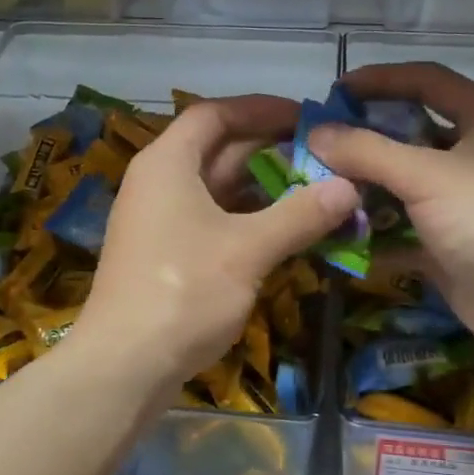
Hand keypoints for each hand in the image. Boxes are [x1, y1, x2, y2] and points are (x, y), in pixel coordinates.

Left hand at [71, 96, 359, 395]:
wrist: (123, 366)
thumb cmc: (182, 293)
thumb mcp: (247, 250)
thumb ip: (299, 215)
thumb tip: (350, 187)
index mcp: (167, 163)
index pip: (214, 114)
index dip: (260, 108)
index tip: (305, 115)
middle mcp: (159, 182)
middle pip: (218, 149)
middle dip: (271, 150)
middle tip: (324, 156)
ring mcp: (160, 221)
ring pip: (218, 189)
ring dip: (264, 189)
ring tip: (317, 191)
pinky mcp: (166, 255)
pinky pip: (213, 221)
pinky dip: (249, 220)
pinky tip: (286, 231)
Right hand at [308, 63, 473, 365]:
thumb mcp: (426, 176)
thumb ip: (366, 151)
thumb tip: (314, 133)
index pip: (426, 81)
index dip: (381, 80)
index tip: (335, 91)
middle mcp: (473, 155)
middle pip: (408, 134)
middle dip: (362, 140)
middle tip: (318, 144)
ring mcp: (460, 202)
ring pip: (400, 184)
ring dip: (362, 188)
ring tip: (318, 190)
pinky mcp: (447, 243)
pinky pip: (400, 227)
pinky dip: (372, 231)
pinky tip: (337, 234)